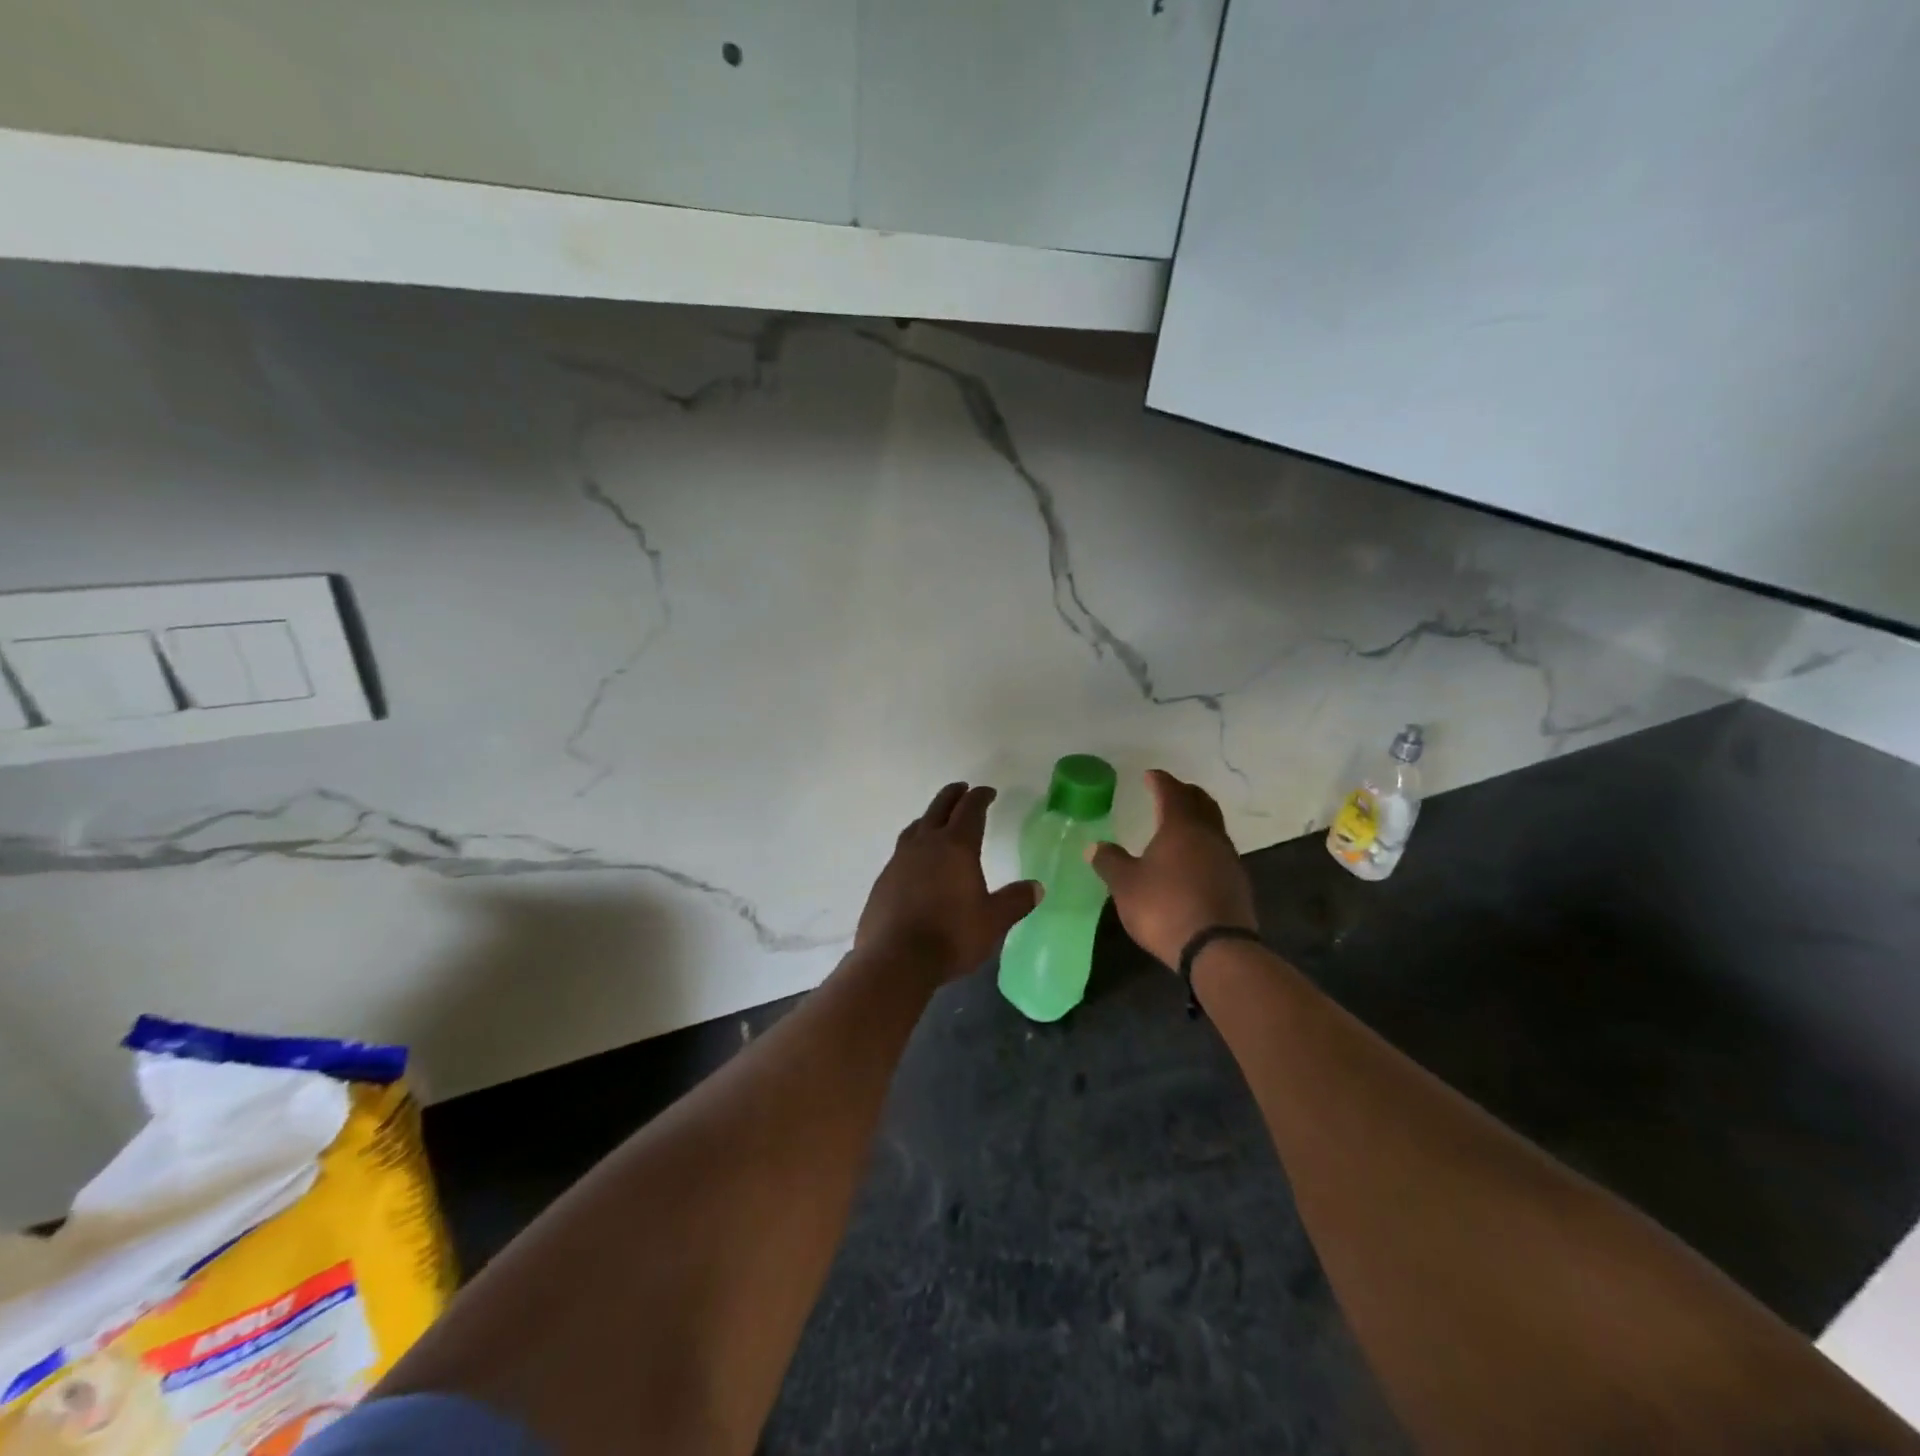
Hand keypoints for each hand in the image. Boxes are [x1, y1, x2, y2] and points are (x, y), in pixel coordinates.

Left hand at [854, 782, 1041, 983]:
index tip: (988, 791)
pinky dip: (914, 844)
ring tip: (936, 820)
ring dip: (930, 817)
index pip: (970, 810)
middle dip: (953, 796)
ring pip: (916, 827)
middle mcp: (925, 845)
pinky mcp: (883, 879)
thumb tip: (1037, 887)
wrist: (895, 959)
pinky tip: (916, 860)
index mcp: (956, 847)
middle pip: (939, 808)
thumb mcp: (993, 921)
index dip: (980, 797)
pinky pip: (901, 851)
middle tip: (962, 790)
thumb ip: (1015, 901)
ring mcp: (900, 860)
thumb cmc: (951, 936)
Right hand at [1087, 770, 1256, 968]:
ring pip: (1213, 825)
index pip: (1171, 791)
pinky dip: (1204, 844)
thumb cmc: (1165, 908)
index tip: (1150, 776)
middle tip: (1170, 792)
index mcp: (1180, 826)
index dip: (1160, 781)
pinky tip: (1193, 859)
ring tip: (1180, 825)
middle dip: (1185, 793)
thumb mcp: (1126, 885)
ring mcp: (1228, 858)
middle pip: (1201, 802)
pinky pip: (1219, 850)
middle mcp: (1208, 835)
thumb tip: (1095, 845)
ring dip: (1198, 818)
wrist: (1217, 949)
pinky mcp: (1237, 882)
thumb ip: (1110, 862)